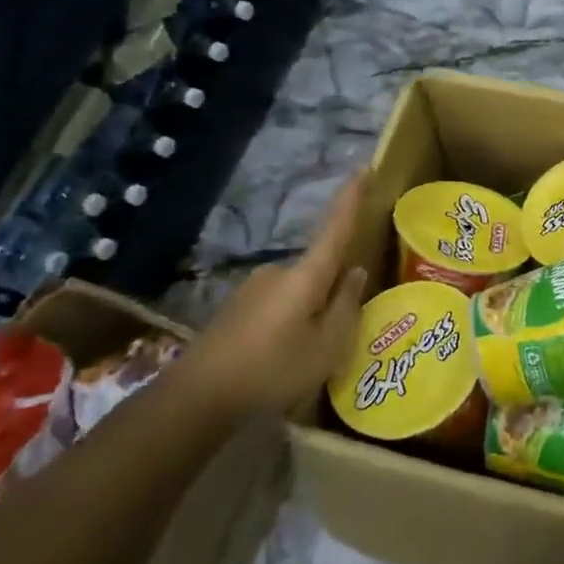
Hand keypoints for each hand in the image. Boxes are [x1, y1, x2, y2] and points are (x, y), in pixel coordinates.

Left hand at [176, 173, 369, 420]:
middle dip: (332, 290)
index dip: (351, 198)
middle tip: (341, 329)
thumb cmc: (274, 369)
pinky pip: (278, 305)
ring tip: (311, 353)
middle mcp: (279, 272)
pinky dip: (289, 322)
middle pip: (318, 270)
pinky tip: (283, 357)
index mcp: (306, 276)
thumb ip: (346, 306)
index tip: (365, 167)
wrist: (198, 396)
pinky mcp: (237, 308)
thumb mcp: (327, 346)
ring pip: (298, 291)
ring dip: (309, 311)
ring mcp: (253, 288)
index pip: (335, 227)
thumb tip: (354, 272)